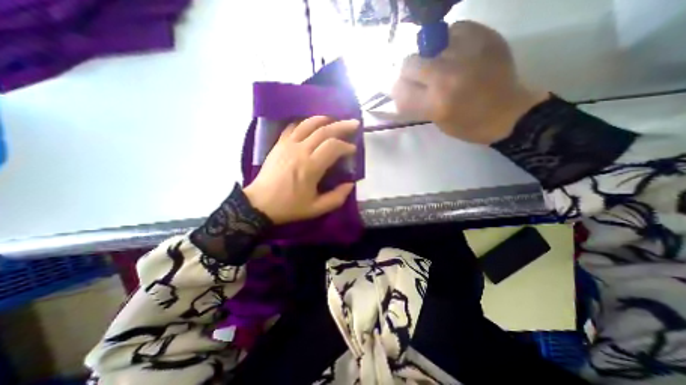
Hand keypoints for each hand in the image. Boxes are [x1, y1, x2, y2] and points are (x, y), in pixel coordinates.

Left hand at [243, 117, 359, 225]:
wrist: (259, 203)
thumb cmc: (288, 207)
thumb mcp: (316, 209)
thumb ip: (336, 198)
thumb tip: (350, 184)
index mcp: (310, 167)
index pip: (333, 147)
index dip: (346, 146)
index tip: (353, 149)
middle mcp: (300, 151)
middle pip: (324, 131)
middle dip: (342, 126)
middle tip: (354, 124)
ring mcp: (287, 145)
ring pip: (308, 124)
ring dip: (324, 119)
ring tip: (335, 119)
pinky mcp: (279, 144)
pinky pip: (293, 127)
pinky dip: (304, 122)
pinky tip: (311, 124)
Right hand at [391, 20, 546, 144]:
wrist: (508, 113)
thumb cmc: (467, 125)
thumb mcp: (436, 121)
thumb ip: (416, 103)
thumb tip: (399, 88)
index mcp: (434, 103)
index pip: (399, 88)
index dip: (397, 89)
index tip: (403, 90)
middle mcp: (446, 77)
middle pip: (409, 63)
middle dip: (410, 72)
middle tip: (420, 77)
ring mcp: (466, 55)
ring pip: (429, 44)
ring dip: (429, 56)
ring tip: (441, 64)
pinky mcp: (485, 39)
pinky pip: (456, 28)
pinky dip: (450, 39)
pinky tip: (456, 51)